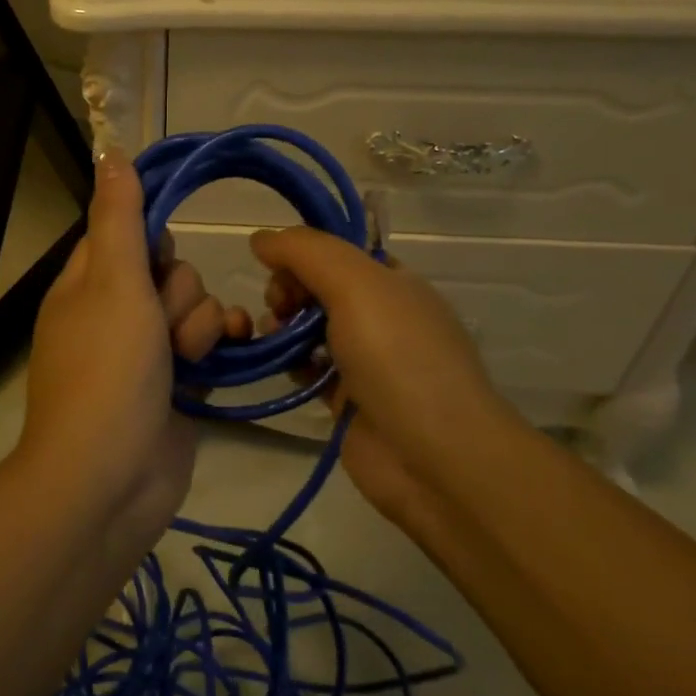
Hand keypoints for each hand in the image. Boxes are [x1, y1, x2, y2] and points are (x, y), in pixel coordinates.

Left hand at [21, 150, 248, 539]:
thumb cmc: (108, 369)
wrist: (111, 478)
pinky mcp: (175, 384)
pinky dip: (216, 345)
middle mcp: (113, 311)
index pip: (125, 232)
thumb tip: (110, 153)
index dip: (151, 241)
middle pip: (168, 269)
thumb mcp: (113, 282)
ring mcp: (144, 351)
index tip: (159, 259)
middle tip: (161, 323)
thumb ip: (119, 218)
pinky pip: (205, 344)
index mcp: (86, 283)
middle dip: (178, 292)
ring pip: (192, 306)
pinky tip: (223, 354)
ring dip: (198, 324)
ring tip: (183, 357)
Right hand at [250, 227, 513, 529]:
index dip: (302, 254)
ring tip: (272, 338)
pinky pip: (310, 370)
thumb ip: (306, 252)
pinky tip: (283, 368)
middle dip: (289, 289)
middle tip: (278, 308)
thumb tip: (261, 239)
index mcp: (394, 282)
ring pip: (311, 329)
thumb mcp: (356, 285)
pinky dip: (292, 364)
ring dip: (283, 327)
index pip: (338, 252)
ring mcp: (366, 361)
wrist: (435, 457)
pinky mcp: (348, 400)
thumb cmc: (398, 358)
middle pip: (320, 287)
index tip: (275, 268)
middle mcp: (382, 316)